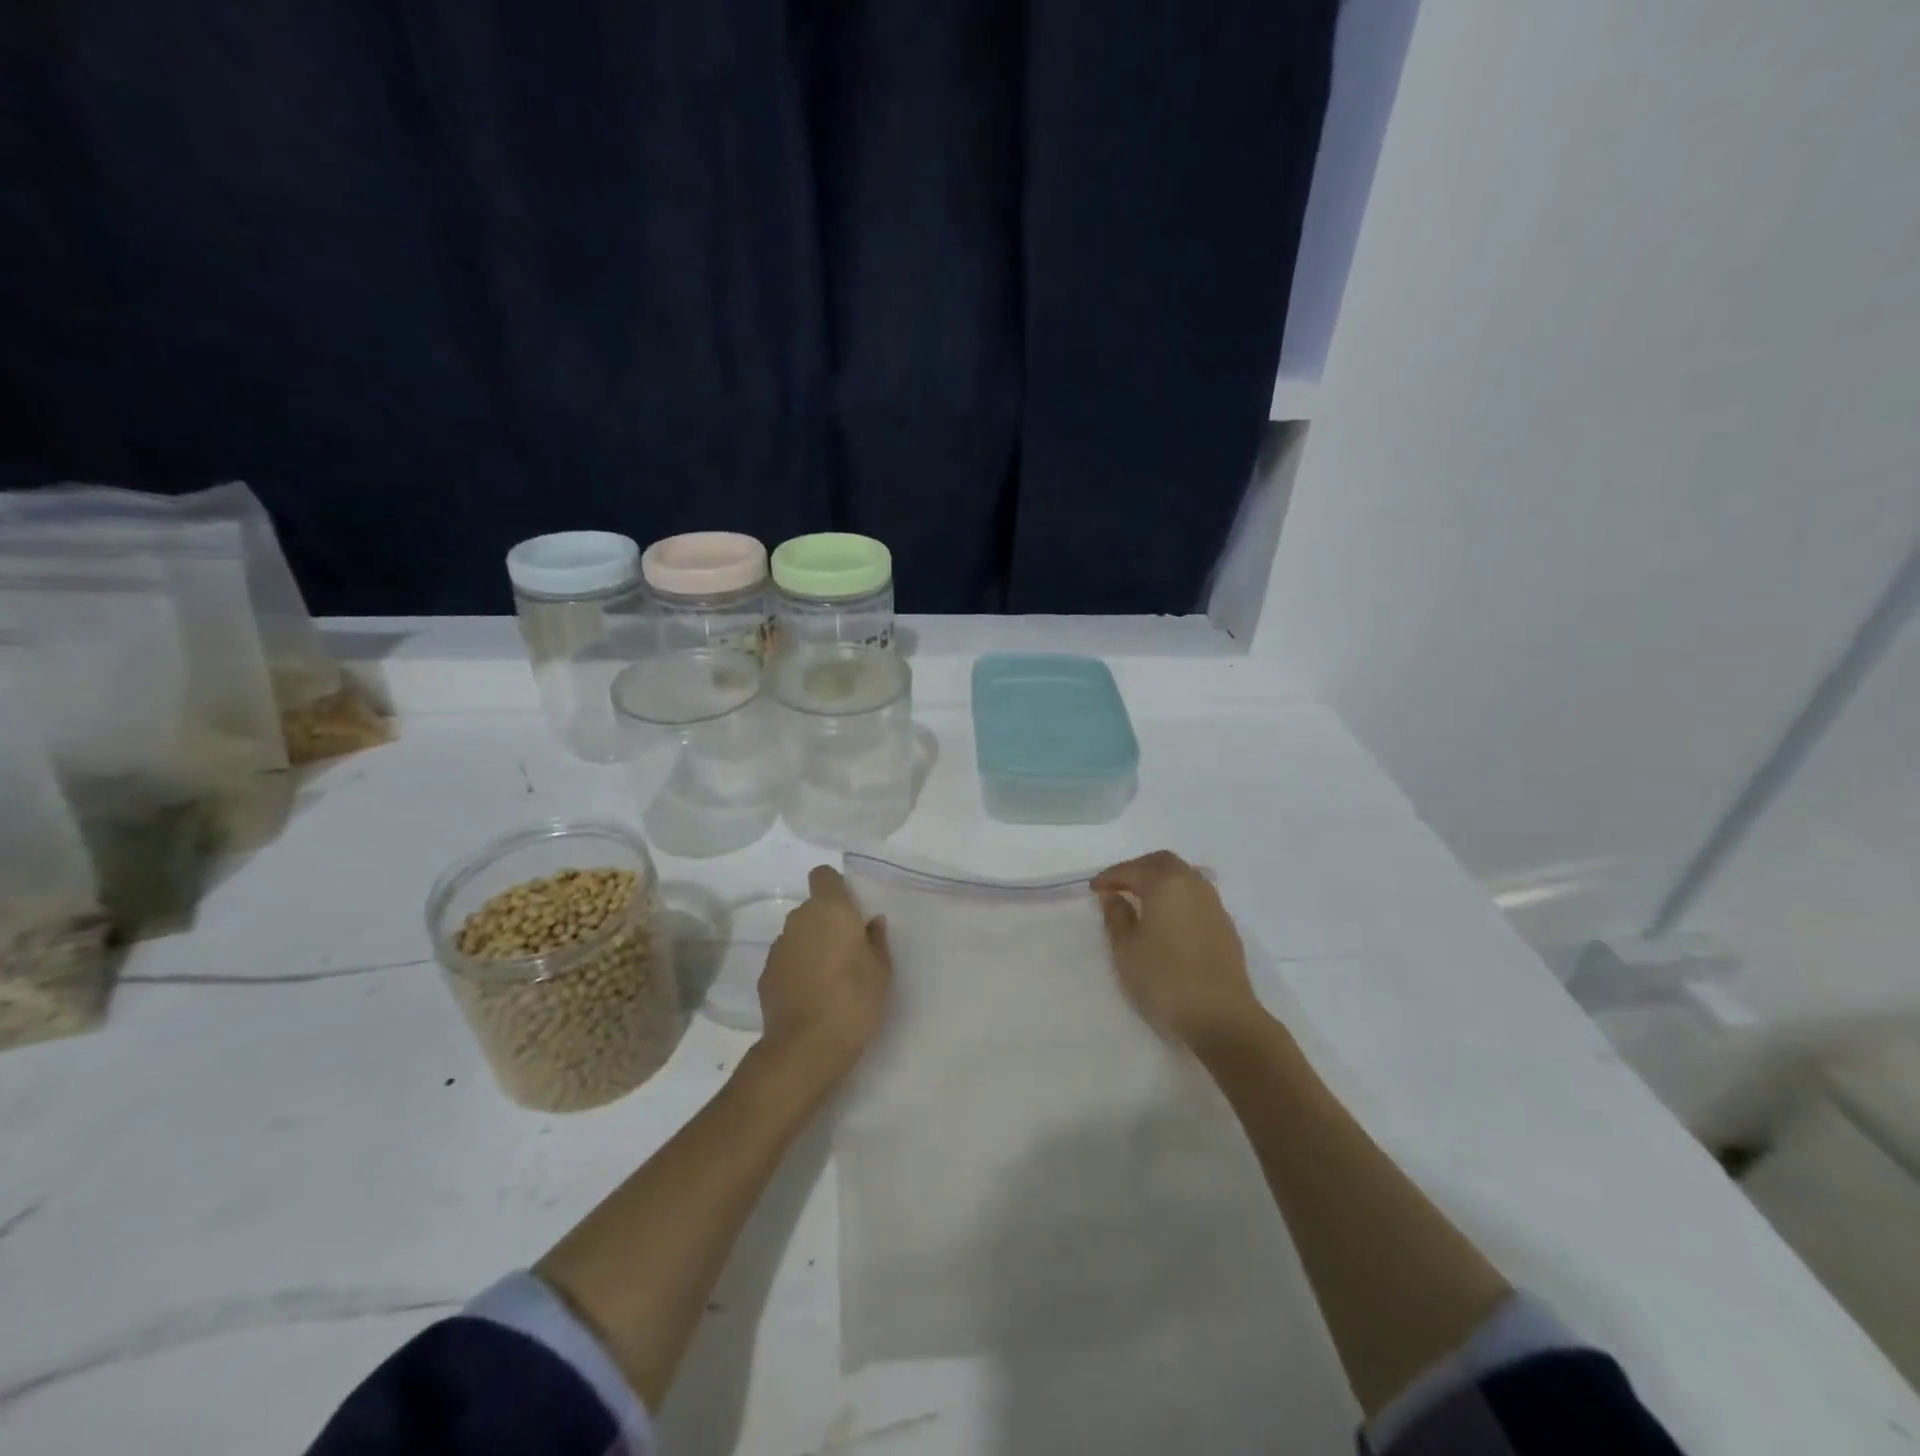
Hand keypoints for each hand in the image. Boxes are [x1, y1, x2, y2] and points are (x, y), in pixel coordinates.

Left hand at [759, 865, 892, 1075]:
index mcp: (830, 909)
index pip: (824, 875)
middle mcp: (799, 919)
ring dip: (811, 945)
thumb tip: (871, 922)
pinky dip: (797, 968)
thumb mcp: (881, 970)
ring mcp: (778, 947)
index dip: (835, 887)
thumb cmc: (854, 999)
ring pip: (798, 934)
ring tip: (829, 976)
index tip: (850, 910)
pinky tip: (811, 994)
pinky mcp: (765, 974)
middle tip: (847, 949)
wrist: (806, 1047)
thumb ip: (876, 939)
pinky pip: (786, 960)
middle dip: (827, 921)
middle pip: (812, 907)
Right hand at [1093, 850, 1262, 1049]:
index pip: (1133, 869)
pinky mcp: (1226, 926)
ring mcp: (1214, 904)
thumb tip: (1114, 896)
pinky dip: (1177, 898)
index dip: (1110, 877)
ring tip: (1142, 901)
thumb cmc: (1164, 977)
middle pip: (1163, 863)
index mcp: (1166, 883)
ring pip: (1184, 877)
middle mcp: (1193, 884)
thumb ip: (1116, 915)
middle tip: (1118, 887)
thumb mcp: (1126, 947)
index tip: (1094, 889)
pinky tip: (1168, 920)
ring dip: (1160, 882)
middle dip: (1138, 870)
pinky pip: (1196, 897)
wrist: (1220, 1015)